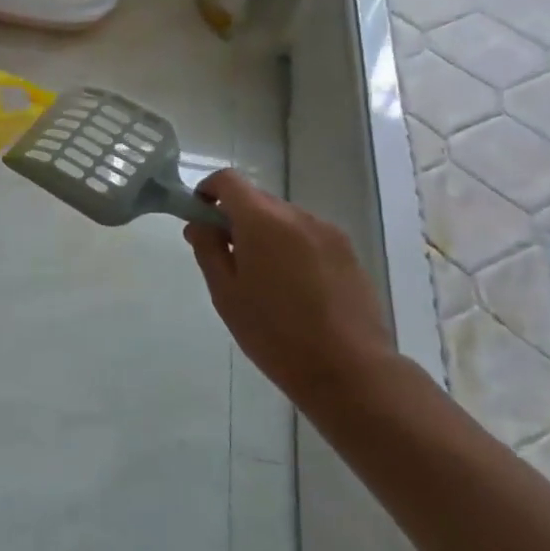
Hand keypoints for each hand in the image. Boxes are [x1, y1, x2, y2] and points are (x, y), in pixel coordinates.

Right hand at [184, 171, 396, 413]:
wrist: (349, 370)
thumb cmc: (275, 333)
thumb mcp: (226, 293)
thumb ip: (208, 249)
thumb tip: (200, 224)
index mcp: (262, 221)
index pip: (228, 181)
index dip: (208, 191)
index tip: (200, 218)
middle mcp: (297, 216)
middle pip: (257, 199)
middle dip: (236, 218)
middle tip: (227, 258)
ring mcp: (327, 232)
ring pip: (284, 219)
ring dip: (265, 234)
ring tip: (264, 280)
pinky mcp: (348, 252)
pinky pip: (308, 236)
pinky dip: (292, 248)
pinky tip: (294, 289)